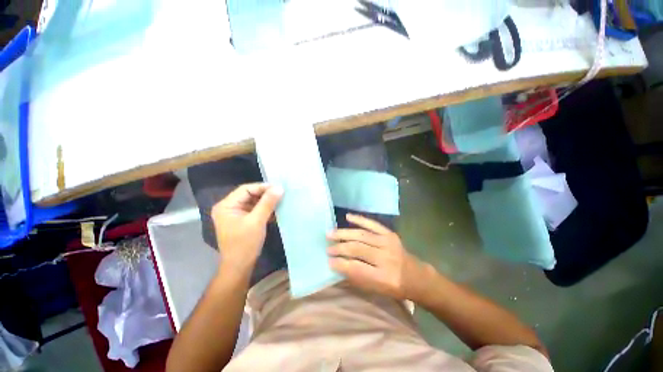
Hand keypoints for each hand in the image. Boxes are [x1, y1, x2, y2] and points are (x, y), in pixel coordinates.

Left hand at [211, 183, 282, 272]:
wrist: (240, 266)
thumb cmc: (245, 244)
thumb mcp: (257, 221)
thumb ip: (268, 203)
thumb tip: (279, 188)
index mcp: (226, 205)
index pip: (246, 189)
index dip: (263, 187)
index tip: (279, 188)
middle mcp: (229, 207)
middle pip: (250, 195)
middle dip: (266, 194)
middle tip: (281, 194)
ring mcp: (235, 214)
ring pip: (254, 202)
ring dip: (267, 202)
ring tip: (281, 200)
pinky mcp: (242, 220)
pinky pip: (255, 209)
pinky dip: (265, 209)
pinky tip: (276, 210)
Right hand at [327, 214, 426, 299]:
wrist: (416, 276)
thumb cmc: (394, 286)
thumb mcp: (375, 289)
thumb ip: (357, 277)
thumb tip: (337, 264)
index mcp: (383, 277)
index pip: (356, 268)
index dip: (340, 264)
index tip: (329, 261)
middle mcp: (386, 258)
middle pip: (357, 249)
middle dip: (340, 248)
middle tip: (328, 248)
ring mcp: (388, 243)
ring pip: (361, 235)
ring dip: (344, 233)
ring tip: (330, 233)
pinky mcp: (390, 233)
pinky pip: (372, 224)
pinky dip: (359, 219)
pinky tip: (347, 216)